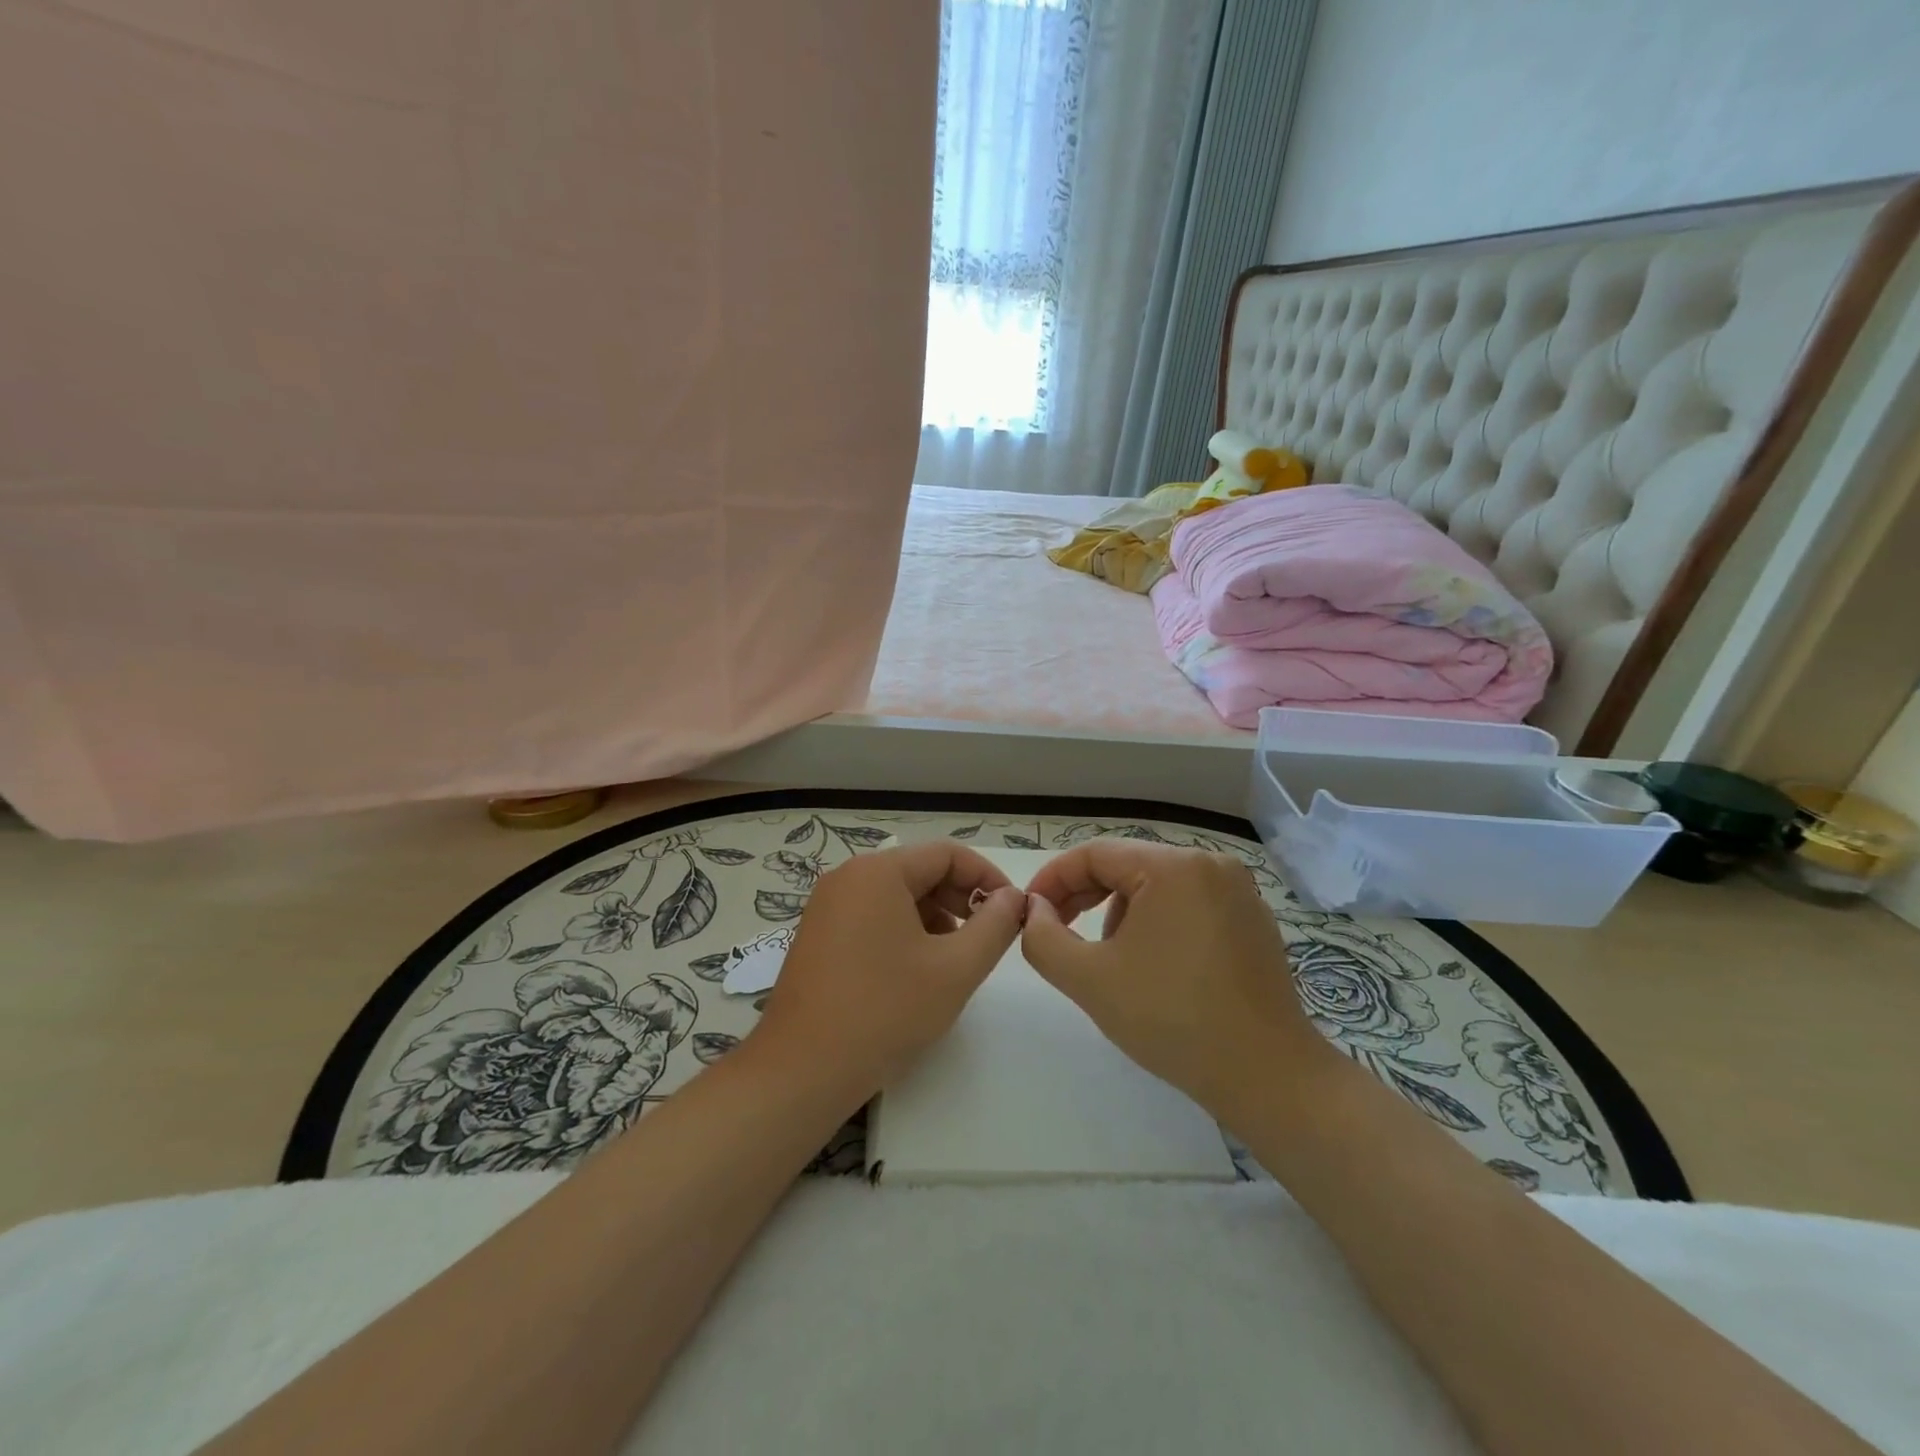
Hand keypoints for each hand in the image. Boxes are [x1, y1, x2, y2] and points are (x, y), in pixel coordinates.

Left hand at [751, 841, 1026, 1102]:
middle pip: (920, 871)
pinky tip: (916, 973)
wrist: (802, 1070)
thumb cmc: (885, 1011)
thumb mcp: (956, 969)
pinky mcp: (818, 936)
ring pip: (898, 897)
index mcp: (878, 872)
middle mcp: (848, 877)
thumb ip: (994, 926)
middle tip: (987, 939)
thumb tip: (1014, 898)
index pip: (948, 854)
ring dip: (935, 919)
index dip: (987, 878)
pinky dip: (904, 933)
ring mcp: (827, 907)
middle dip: (960, 901)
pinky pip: (873, 917)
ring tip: (953, 961)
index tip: (1012, 913)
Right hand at [1021, 842, 1335, 1114]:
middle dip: (1085, 895)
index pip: (1095, 854)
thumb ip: (1043, 937)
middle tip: (1058, 930)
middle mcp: (1210, 864)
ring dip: (1120, 911)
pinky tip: (1154, 964)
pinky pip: (1189, 903)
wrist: (1267, 1075)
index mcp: (1173, 867)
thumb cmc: (1172, 1019)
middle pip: (1128, 865)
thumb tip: (1035, 910)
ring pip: (1157, 884)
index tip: (1030, 912)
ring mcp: (1238, 891)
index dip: (1054, 879)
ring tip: (1111, 958)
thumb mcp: (1089, 979)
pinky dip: (1158, 921)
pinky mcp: (1253, 919)